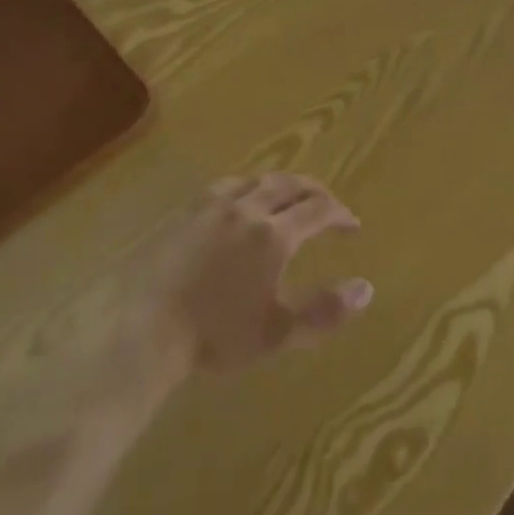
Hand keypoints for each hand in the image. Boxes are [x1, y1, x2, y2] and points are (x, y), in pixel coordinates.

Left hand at [139, 175, 373, 376]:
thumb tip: (367, 288)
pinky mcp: (187, 210)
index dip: (339, 214)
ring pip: (257, 179)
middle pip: (289, 185)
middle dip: (314, 191)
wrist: (146, 328)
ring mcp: (214, 205)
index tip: (352, 225)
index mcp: (273, 234)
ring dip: (281, 184)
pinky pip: (227, 185)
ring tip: (289, 195)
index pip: (318, 210)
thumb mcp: (278, 333)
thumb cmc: (216, 335)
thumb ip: (325, 311)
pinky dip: (248, 186)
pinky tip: (241, 199)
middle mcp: (248, 208)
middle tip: (328, 203)